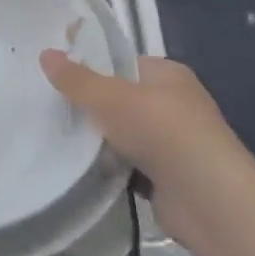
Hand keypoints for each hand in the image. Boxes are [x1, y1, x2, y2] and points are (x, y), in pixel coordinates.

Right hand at [39, 50, 254, 247]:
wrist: (209, 202)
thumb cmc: (161, 131)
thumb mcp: (108, 97)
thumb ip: (75, 78)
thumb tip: (45, 54)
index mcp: (168, 74)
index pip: (121, 62)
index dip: (91, 66)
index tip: (58, 75)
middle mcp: (175, 104)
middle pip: (120, 98)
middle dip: (92, 107)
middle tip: (55, 108)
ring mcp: (175, 143)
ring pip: (123, 133)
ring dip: (100, 141)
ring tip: (62, 138)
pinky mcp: (170, 178)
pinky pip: (130, 164)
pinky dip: (113, 167)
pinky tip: (87, 168)